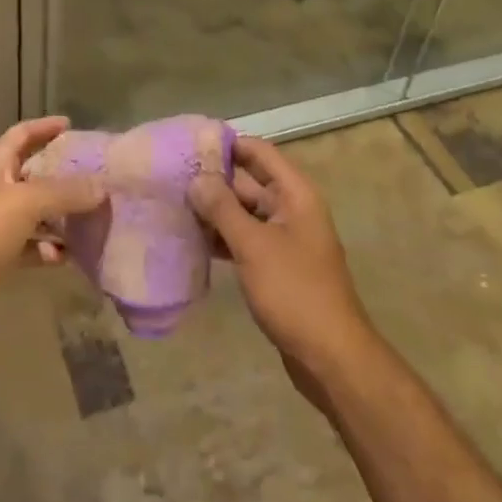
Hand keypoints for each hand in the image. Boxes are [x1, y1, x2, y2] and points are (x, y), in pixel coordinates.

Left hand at [0, 117, 104, 323]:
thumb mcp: (23, 203)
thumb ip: (63, 193)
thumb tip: (102, 186)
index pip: (23, 134)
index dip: (45, 127)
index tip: (73, 126)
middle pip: (34, 174)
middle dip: (64, 177)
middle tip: (99, 180)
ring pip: (35, 214)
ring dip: (61, 217)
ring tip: (95, 222)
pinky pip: (28, 248)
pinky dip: (47, 250)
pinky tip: (69, 258)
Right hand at [189, 137, 374, 391]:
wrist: (331, 358)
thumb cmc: (295, 292)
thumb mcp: (254, 246)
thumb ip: (223, 208)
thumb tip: (196, 178)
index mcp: (295, 194)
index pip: (258, 152)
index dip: (227, 144)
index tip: (189, 143)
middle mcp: (291, 209)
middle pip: (249, 181)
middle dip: (213, 179)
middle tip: (170, 176)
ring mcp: (284, 239)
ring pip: (244, 213)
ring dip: (214, 210)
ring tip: (173, 204)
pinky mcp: (275, 266)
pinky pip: (245, 239)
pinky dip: (222, 237)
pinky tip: (192, 240)